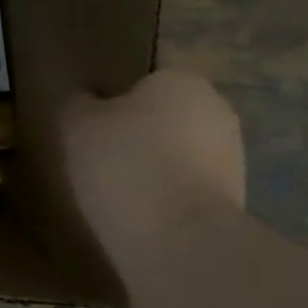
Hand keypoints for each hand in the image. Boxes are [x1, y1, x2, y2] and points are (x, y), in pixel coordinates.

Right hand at [61, 70, 244, 240]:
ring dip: (151, 159)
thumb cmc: (124, 166)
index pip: (151, 61)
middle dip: (136, 120)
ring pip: (179, 147)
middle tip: (93, 139)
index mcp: (184, 78)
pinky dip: (162, 193)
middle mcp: (217, 109)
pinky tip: (131, 210)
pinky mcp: (231, 202)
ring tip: (109, 181)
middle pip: (167, 106)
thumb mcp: (76, 124)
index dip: (119, 74)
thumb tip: (84, 98)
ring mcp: (231, 159)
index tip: (90, 94)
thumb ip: (78, 102)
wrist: (178, 246)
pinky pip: (185, 185)